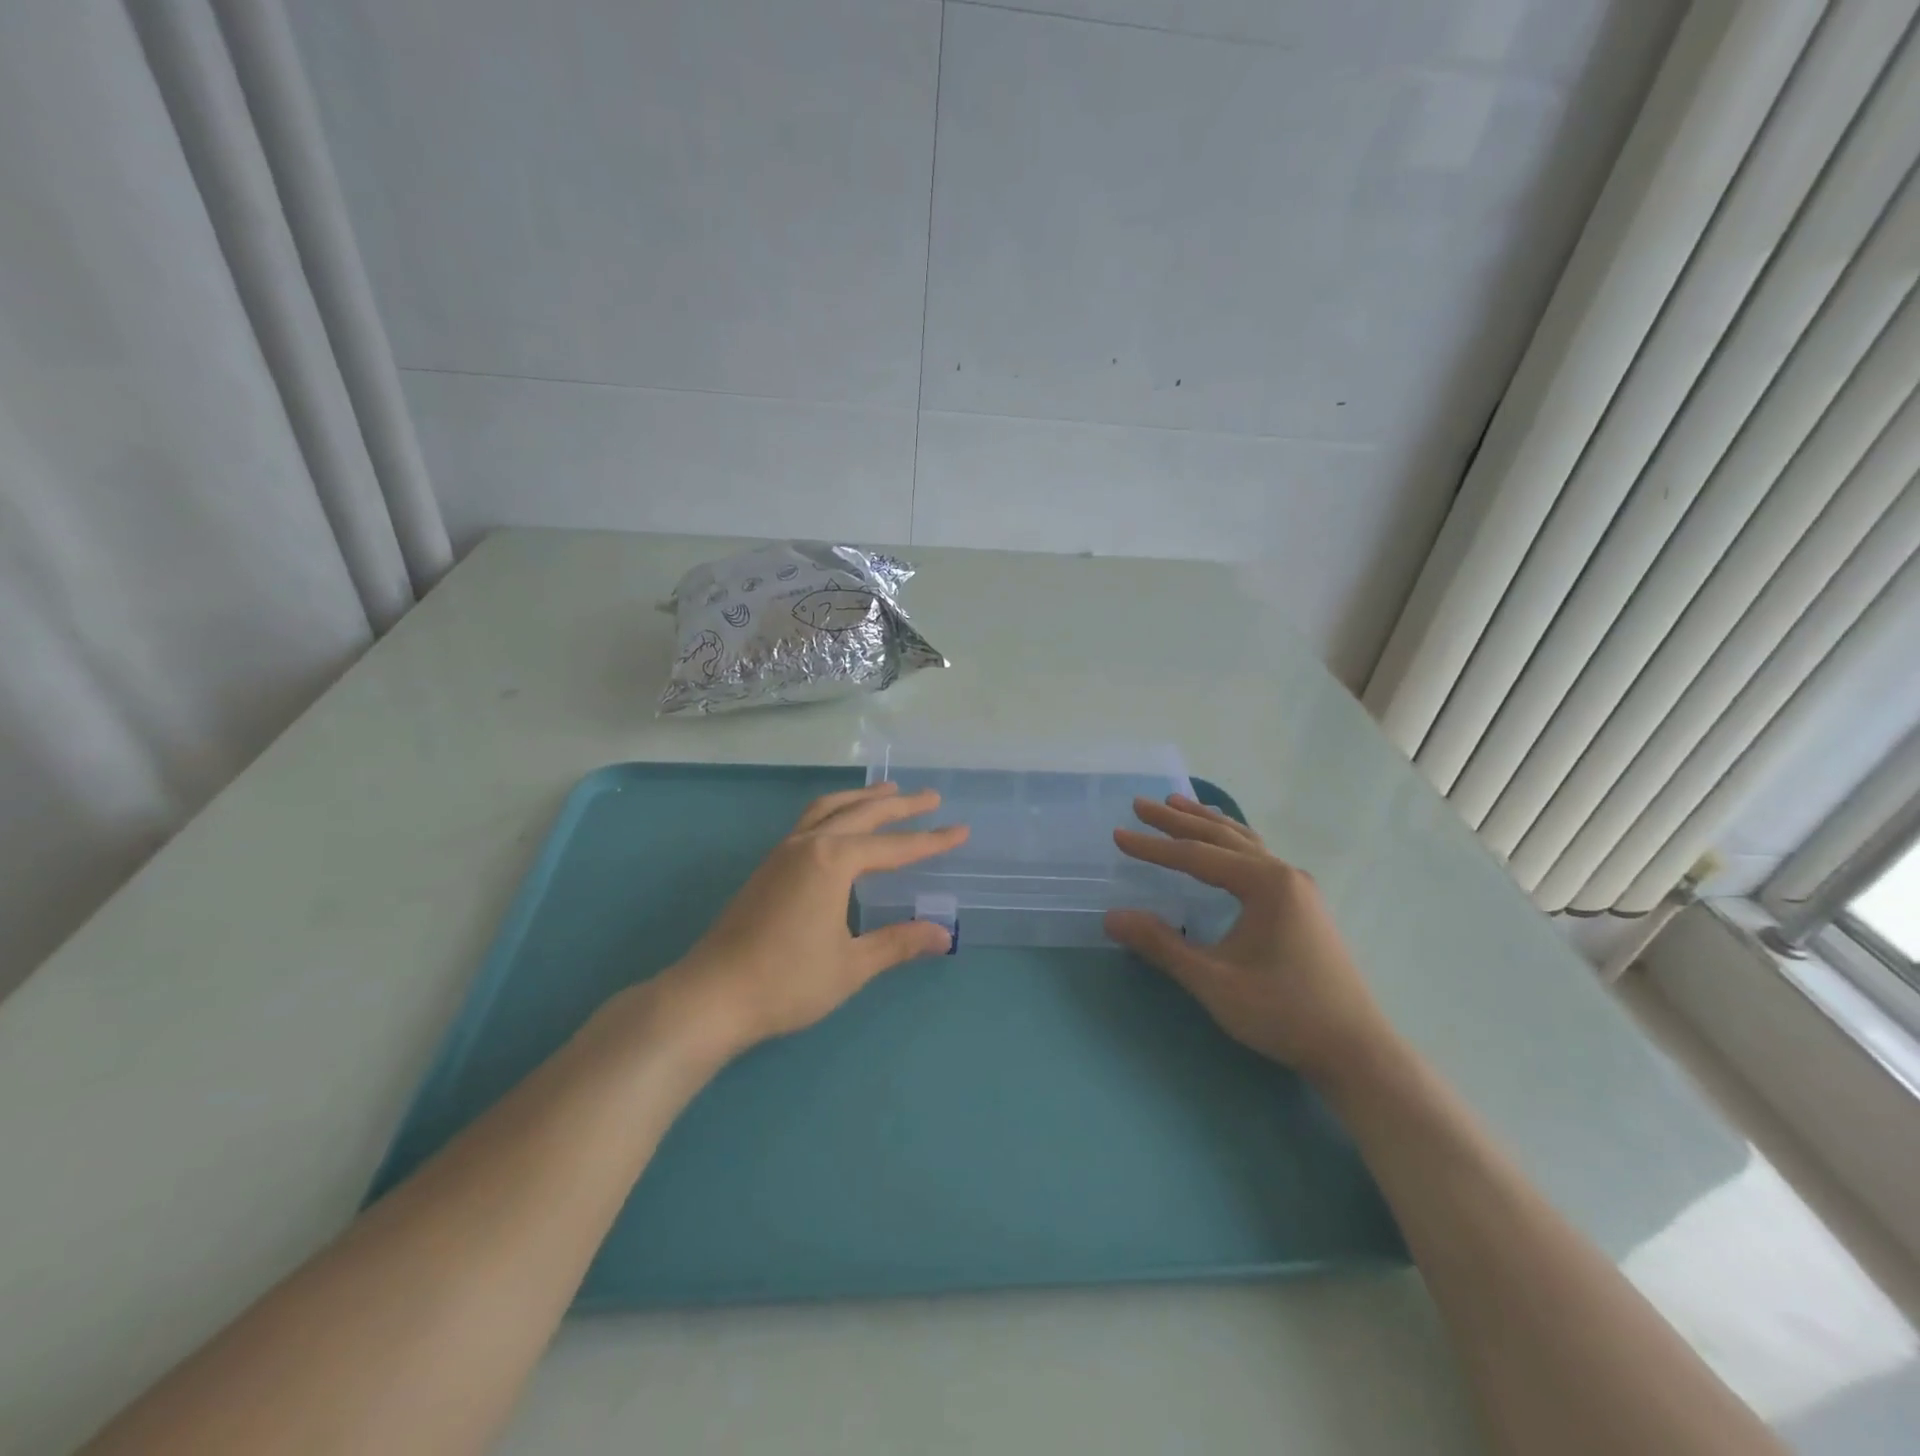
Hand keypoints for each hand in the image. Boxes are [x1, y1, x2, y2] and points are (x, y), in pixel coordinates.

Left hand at [656, 782, 968, 1055]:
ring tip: (887, 793)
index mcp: (833, 861)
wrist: (712, 996)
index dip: (931, 841)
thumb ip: (898, 943)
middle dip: (899, 805)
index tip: (961, 830)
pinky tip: (840, 826)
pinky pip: (809, 822)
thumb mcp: (852, 965)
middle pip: (862, 814)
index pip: (894, 847)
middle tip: (930, 797)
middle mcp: (809, 844)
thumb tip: (944, 935)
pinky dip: (835, 812)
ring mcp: (783, 852)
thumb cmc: (787, 981)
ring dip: (861, 800)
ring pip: (829, 810)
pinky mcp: (768, 867)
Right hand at [1103, 795, 1388, 1086]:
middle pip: (1221, 837)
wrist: (1355, 1050)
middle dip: (1178, 821)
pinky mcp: (1303, 906)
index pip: (1197, 856)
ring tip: (1177, 804)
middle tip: (1140, 804)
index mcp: (1266, 884)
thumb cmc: (1283, 1012)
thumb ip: (1162, 945)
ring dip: (1207, 824)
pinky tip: (1224, 846)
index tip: (1118, 835)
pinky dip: (1230, 842)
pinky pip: (1258, 857)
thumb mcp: (1214, 981)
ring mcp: (1298, 889)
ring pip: (1244, 842)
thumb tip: (1112, 917)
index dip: (1154, 847)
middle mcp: (1284, 874)